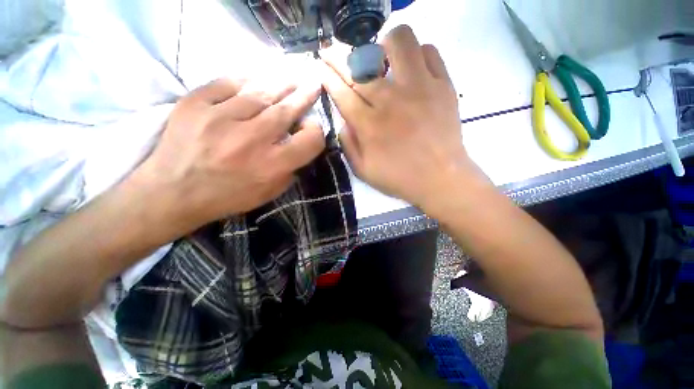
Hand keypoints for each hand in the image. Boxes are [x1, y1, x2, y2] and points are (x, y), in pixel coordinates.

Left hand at [136, 77, 324, 229]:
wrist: (173, 192)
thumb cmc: (228, 196)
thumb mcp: (270, 192)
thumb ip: (290, 169)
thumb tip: (300, 144)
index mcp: (272, 166)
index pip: (309, 140)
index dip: (316, 131)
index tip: (310, 126)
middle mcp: (251, 140)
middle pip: (287, 110)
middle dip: (304, 96)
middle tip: (313, 83)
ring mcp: (220, 119)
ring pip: (260, 92)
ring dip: (280, 84)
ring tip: (291, 78)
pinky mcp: (195, 104)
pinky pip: (227, 83)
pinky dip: (245, 79)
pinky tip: (256, 79)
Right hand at [321, 25, 482, 209]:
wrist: (440, 179)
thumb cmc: (399, 178)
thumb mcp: (363, 171)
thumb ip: (348, 145)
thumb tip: (344, 121)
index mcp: (369, 125)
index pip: (341, 91)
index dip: (327, 76)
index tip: (320, 66)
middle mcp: (390, 100)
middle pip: (359, 65)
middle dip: (339, 56)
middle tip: (333, 54)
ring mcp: (419, 88)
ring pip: (398, 42)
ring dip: (383, 45)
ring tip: (381, 58)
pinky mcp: (443, 86)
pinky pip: (430, 52)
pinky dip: (417, 54)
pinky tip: (412, 69)